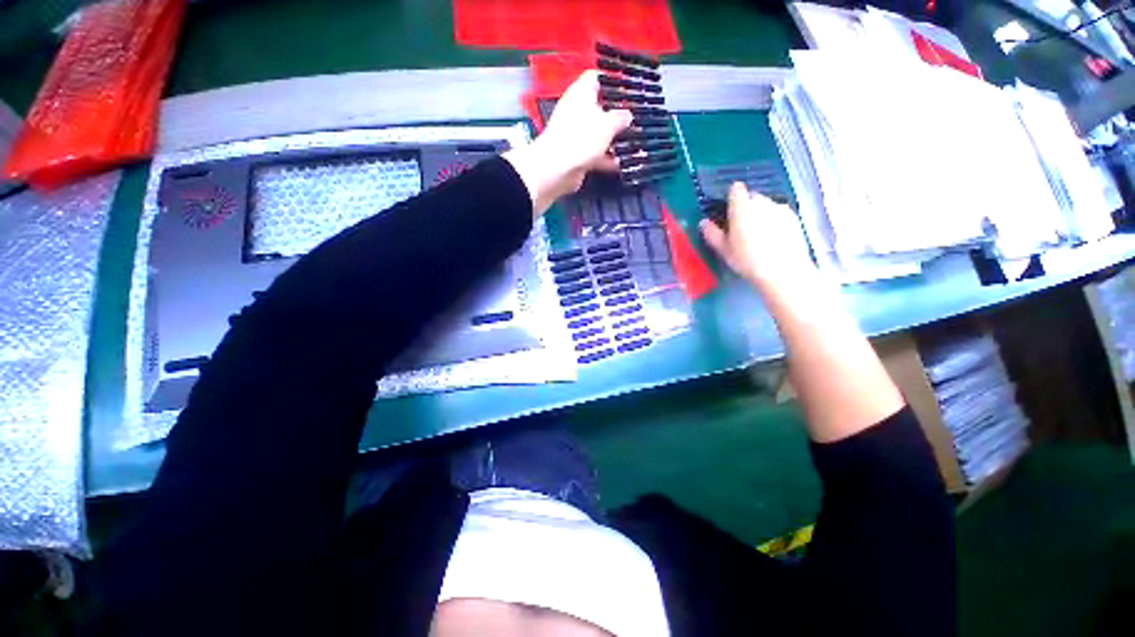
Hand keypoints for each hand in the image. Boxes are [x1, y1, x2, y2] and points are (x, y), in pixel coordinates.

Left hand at [504, 71, 632, 215]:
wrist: (557, 169)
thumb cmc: (578, 139)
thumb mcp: (607, 124)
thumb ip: (620, 118)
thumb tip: (627, 115)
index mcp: (581, 93)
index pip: (596, 77)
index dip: (612, 80)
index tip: (627, 87)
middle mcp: (577, 111)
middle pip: (600, 107)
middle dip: (617, 114)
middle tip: (634, 118)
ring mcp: (576, 134)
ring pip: (598, 133)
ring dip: (614, 139)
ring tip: (632, 142)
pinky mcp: (577, 154)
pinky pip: (595, 153)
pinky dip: (607, 157)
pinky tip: (620, 162)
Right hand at [699, 182, 819, 296]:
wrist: (783, 270)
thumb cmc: (747, 259)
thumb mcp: (723, 249)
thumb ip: (712, 233)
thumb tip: (703, 223)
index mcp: (741, 207)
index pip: (736, 189)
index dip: (731, 197)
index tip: (728, 209)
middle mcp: (761, 201)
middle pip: (752, 196)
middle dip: (746, 207)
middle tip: (741, 227)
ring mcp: (780, 208)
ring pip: (766, 205)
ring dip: (761, 213)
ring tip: (758, 235)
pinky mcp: (794, 217)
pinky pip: (779, 214)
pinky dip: (774, 220)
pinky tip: (772, 239)